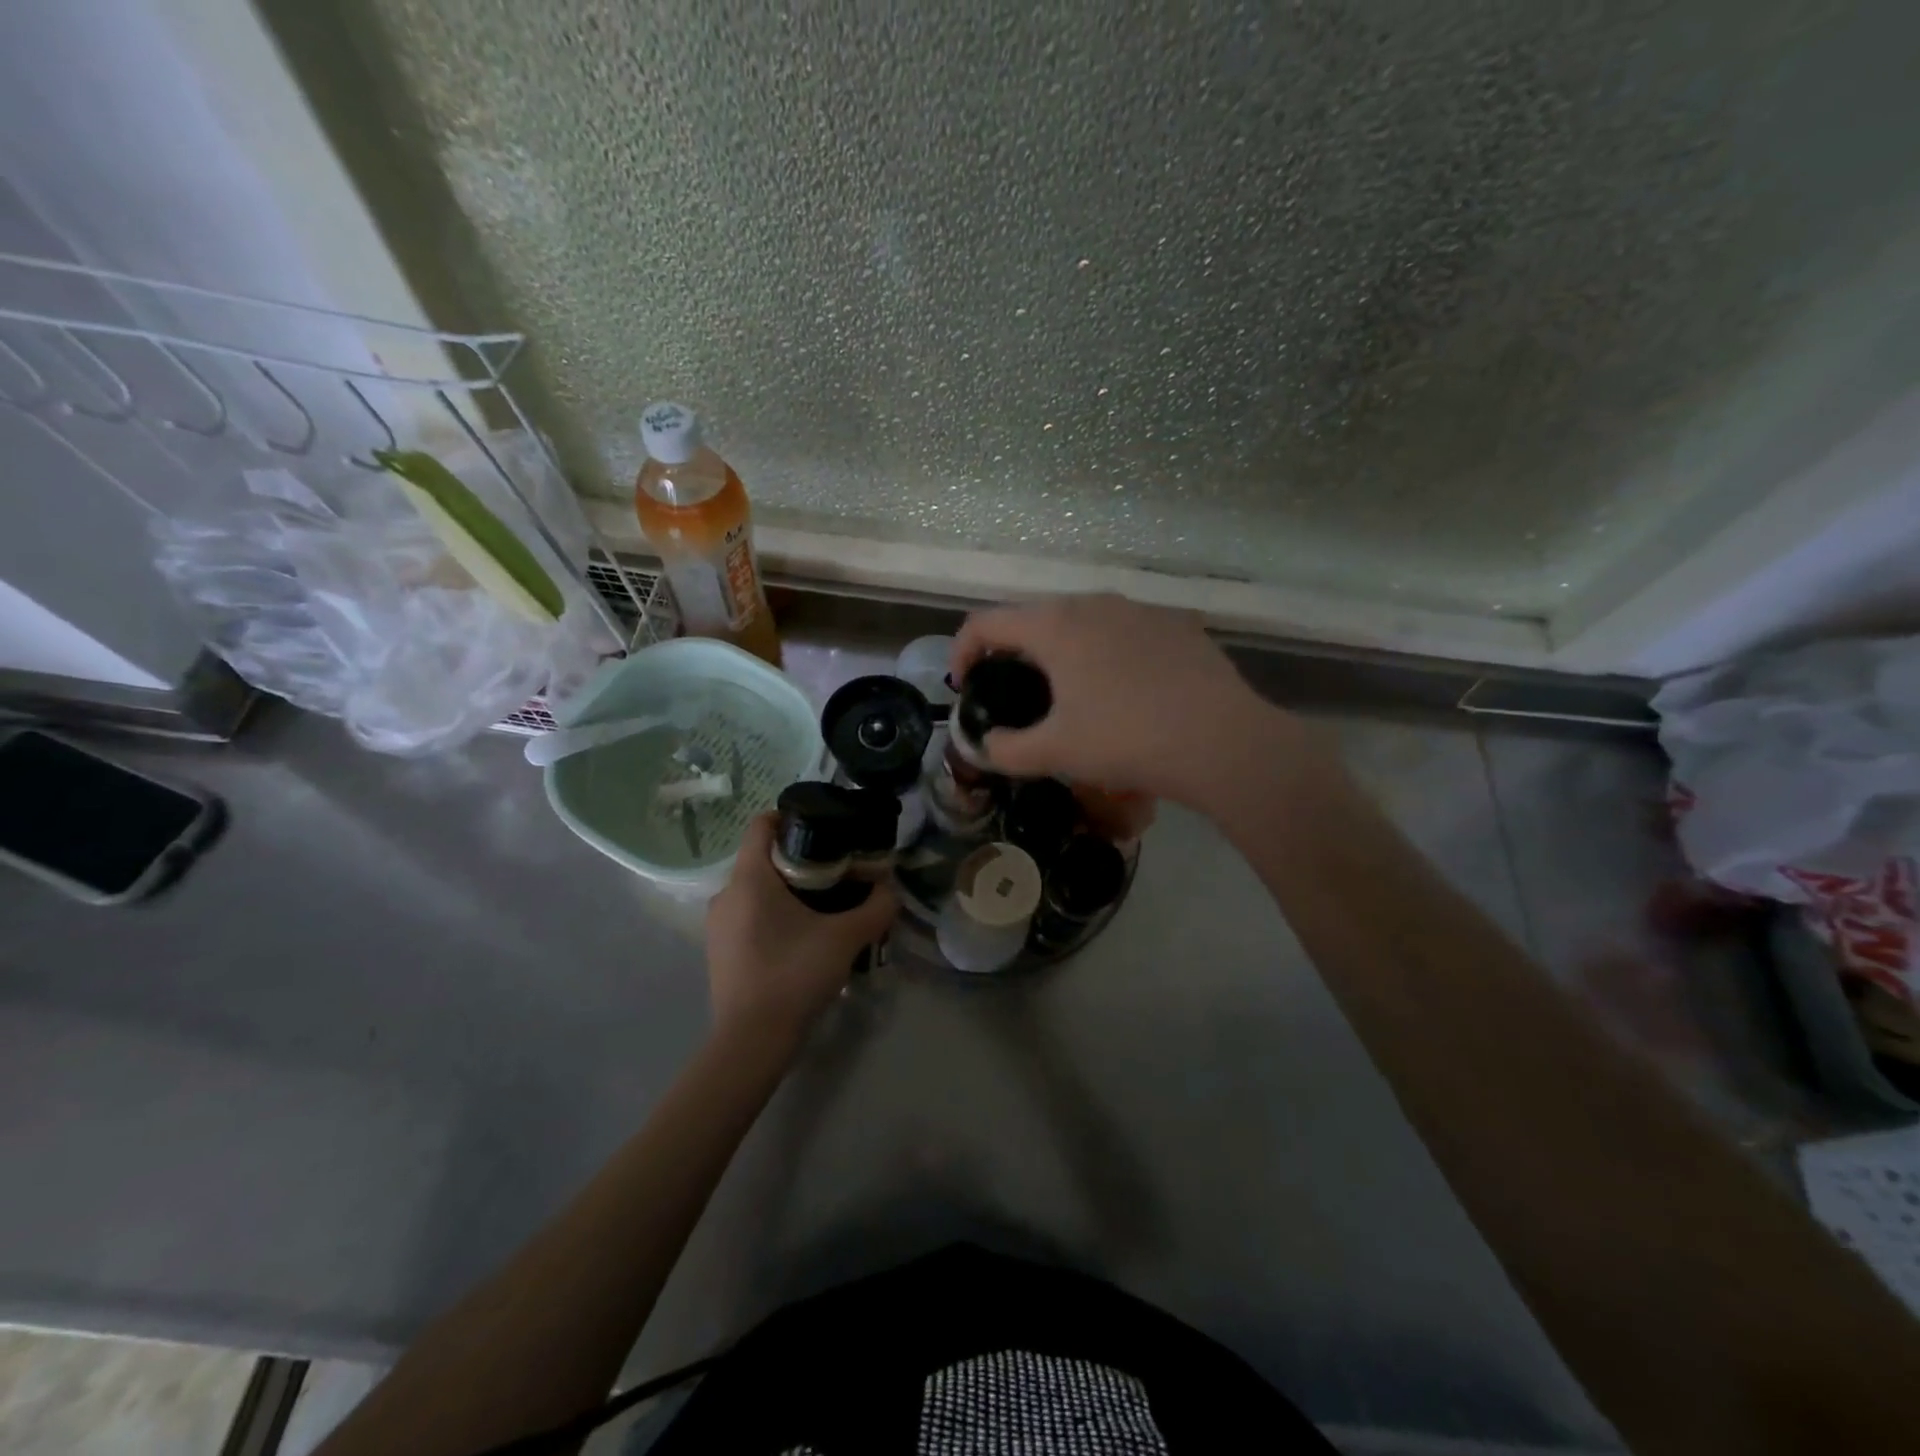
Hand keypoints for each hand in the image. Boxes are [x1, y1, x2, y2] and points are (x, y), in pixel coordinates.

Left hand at [704, 813, 897, 1049]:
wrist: (752, 1040)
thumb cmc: (795, 974)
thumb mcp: (846, 938)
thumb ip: (876, 907)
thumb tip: (890, 889)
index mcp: (749, 878)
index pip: (761, 824)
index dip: (792, 817)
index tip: (825, 829)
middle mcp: (726, 893)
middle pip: (763, 857)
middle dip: (801, 859)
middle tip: (838, 873)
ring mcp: (718, 924)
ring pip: (756, 889)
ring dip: (788, 890)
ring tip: (824, 907)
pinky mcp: (719, 950)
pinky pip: (748, 915)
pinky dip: (773, 914)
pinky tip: (801, 938)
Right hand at [950, 593, 1309, 807]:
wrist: (1222, 741)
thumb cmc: (1126, 739)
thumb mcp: (1056, 752)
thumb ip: (1006, 749)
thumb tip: (986, 746)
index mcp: (1055, 626)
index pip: (986, 622)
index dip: (962, 651)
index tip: (964, 685)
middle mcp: (1094, 603)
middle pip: (1034, 617)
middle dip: (1013, 650)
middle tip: (1013, 691)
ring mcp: (1140, 609)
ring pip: (1083, 620)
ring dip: (1062, 649)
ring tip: (1069, 690)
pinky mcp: (1177, 624)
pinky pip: (1125, 631)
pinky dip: (1107, 652)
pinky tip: (1124, 690)